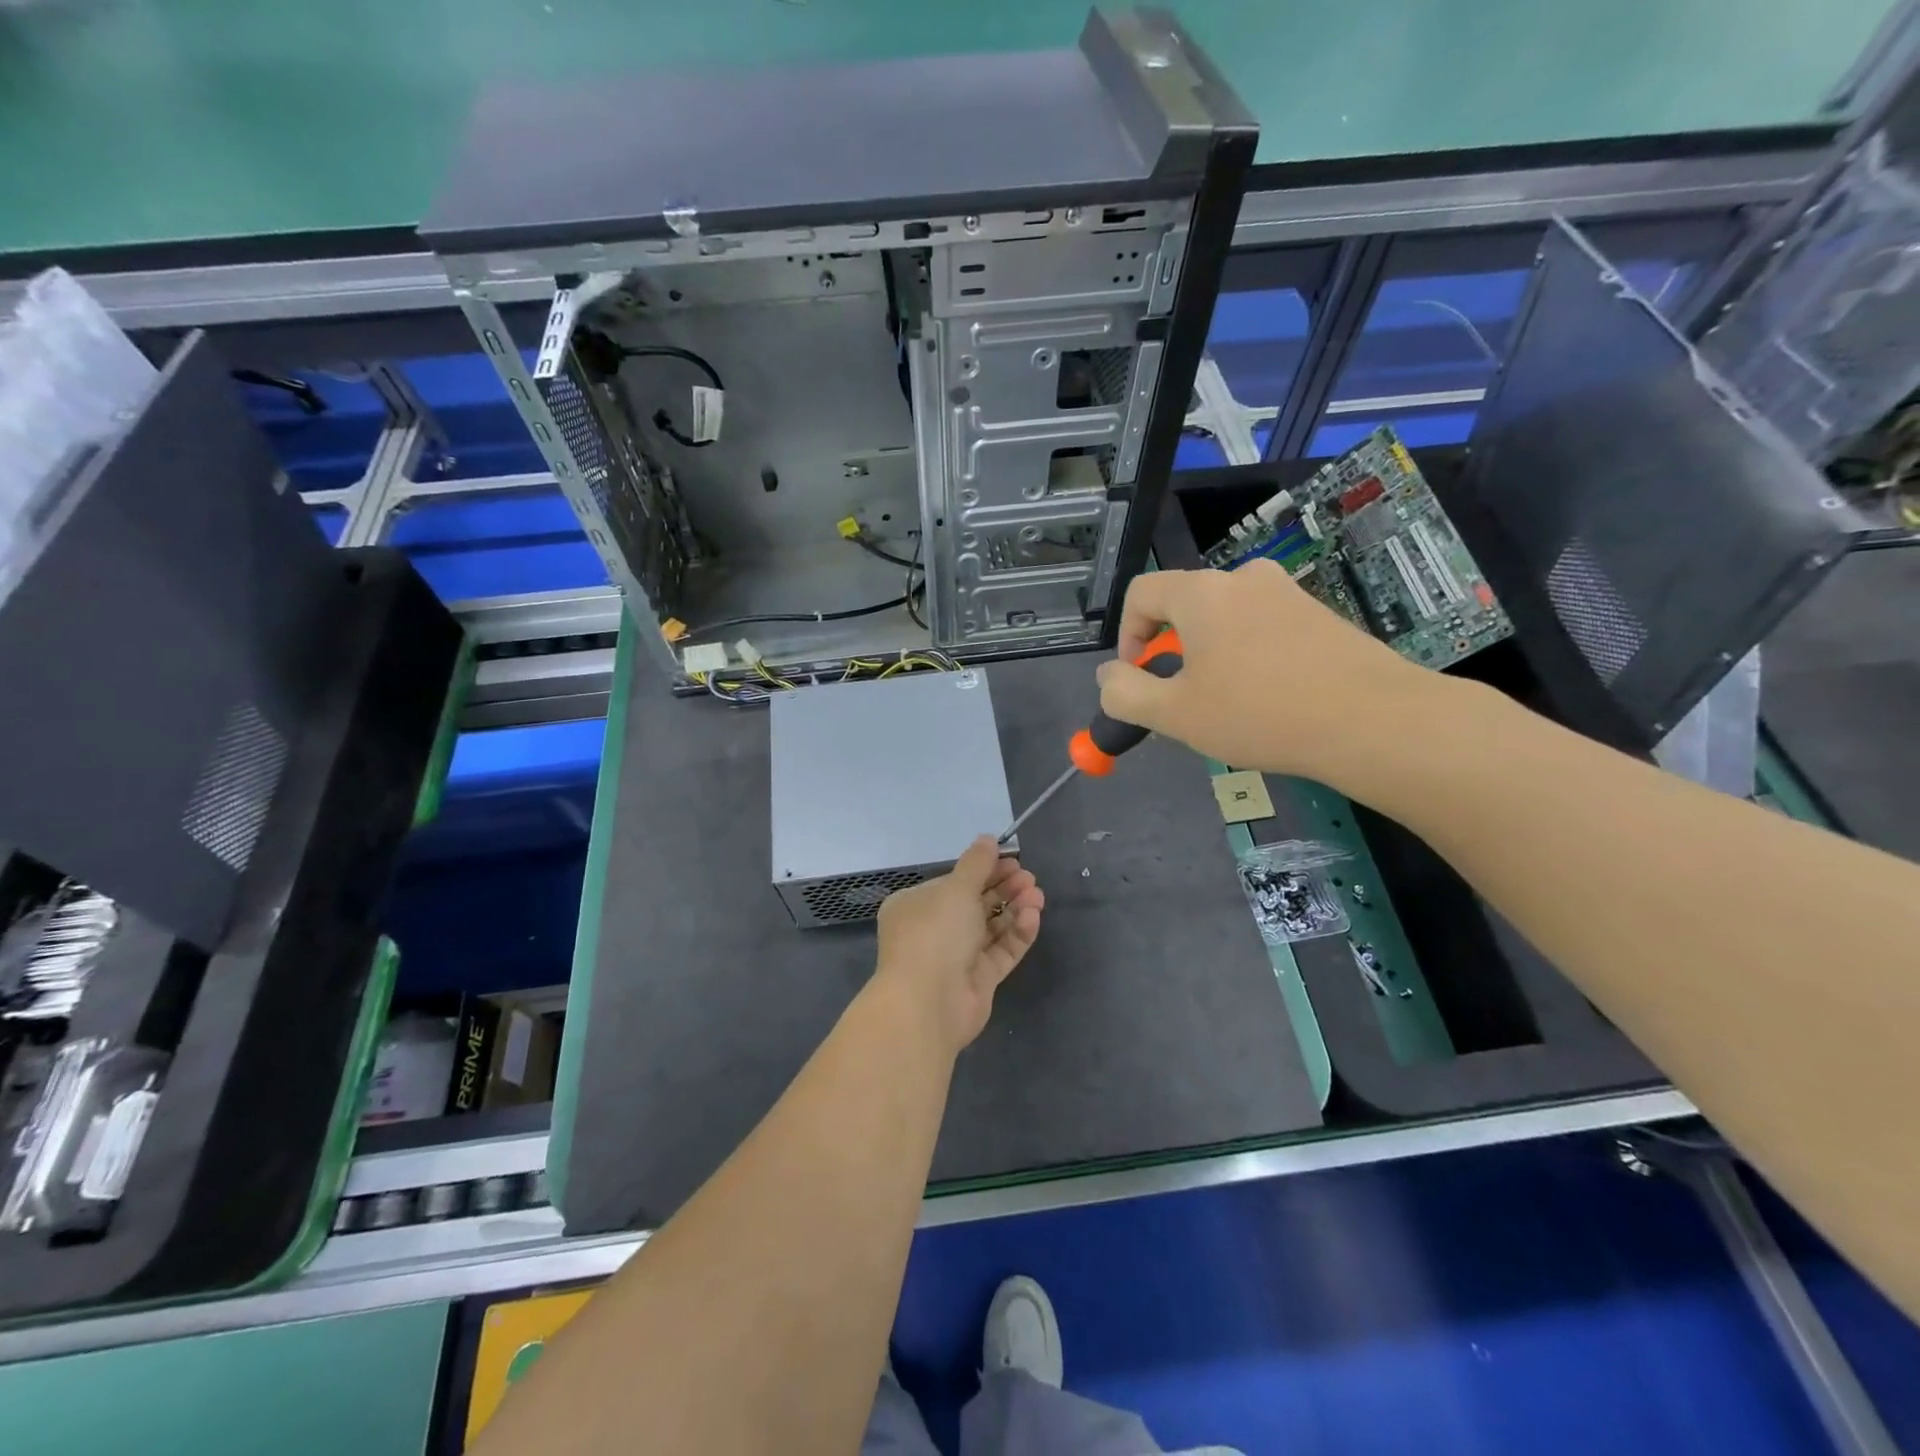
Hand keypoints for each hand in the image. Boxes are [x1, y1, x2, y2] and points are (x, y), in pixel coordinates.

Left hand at [874, 837, 1043, 1053]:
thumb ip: (977, 863)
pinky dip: (1017, 933)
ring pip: (991, 927)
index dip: (983, 870)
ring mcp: (957, 957)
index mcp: (916, 905)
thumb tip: (988, 838)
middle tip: (1029, 877)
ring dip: (1015, 909)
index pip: (953, 882)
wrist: (929, 1003)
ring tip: (1037, 895)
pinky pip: (1001, 951)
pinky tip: (1033, 917)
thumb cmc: (935, 933)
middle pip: (975, 903)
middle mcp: (934, 930)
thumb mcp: (956, 888)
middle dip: (1004, 888)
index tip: (1011, 859)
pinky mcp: (979, 980)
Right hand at [1095, 561, 1444, 782]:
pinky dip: (1250, 656)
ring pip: (1226, 619)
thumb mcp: (1175, 714)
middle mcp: (1244, 578)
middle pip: (1185, 605)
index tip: (1138, 676)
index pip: (1142, 592)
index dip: (1126, 635)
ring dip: (1211, 655)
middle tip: (1182, 700)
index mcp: (1202, 593)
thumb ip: (1125, 693)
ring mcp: (1288, 593)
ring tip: (1228, 705)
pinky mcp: (1322, 614)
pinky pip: (1265, 628)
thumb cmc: (1260, 714)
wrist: (1375, 721)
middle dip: (1171, 650)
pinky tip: (1270, 699)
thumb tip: (1108, 675)